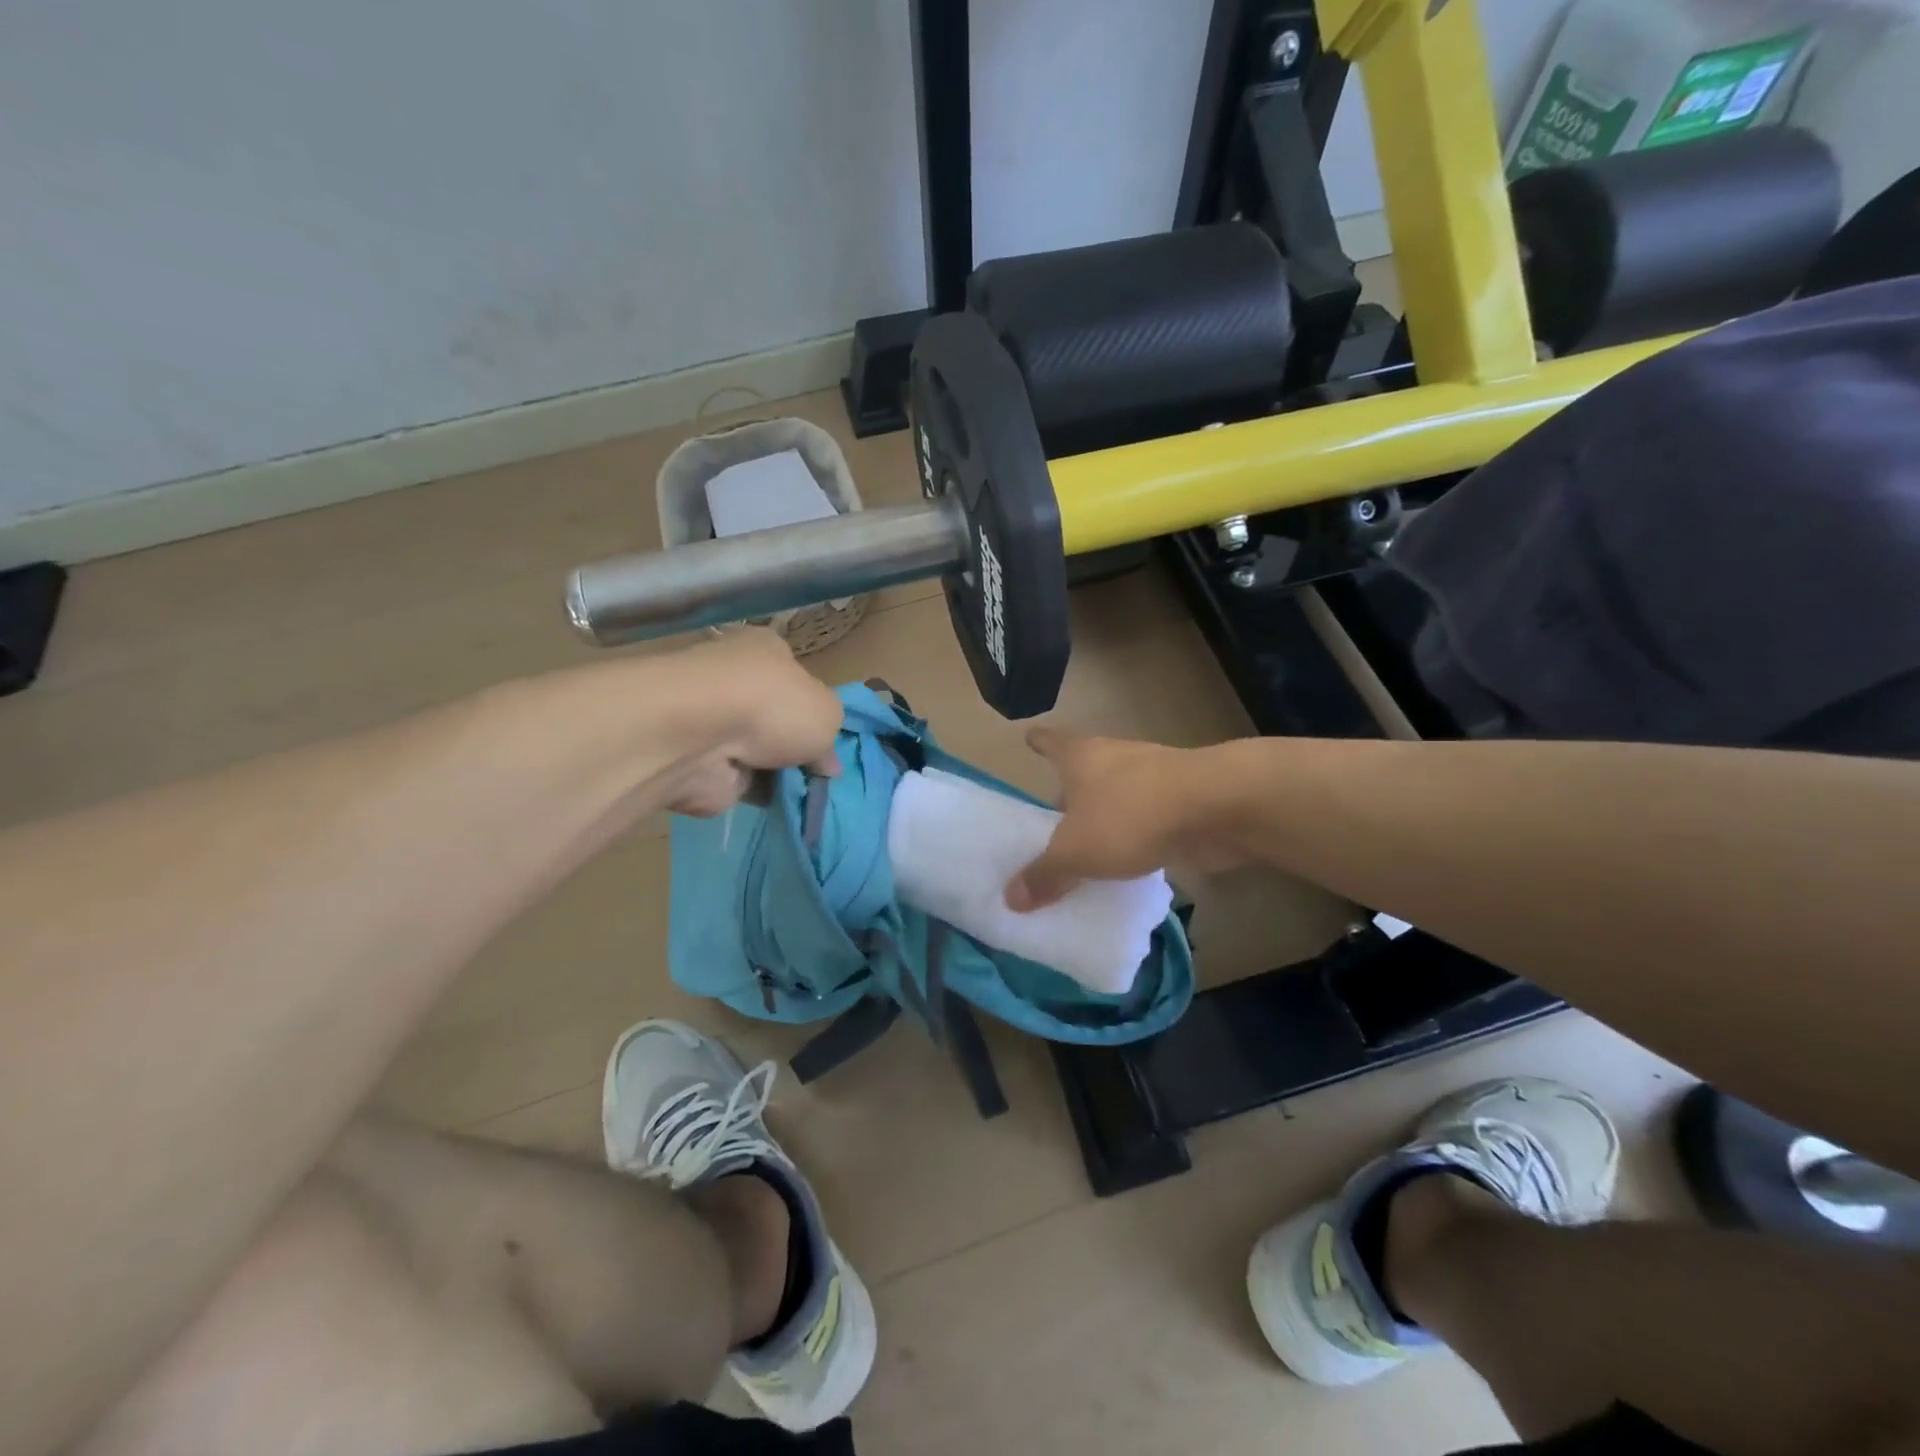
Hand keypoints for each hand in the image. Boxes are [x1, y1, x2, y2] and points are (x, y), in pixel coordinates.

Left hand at [655, 630, 843, 816]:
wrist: (700, 738)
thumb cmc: (773, 705)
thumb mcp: (828, 713)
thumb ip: (830, 737)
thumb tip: (825, 762)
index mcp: (763, 649)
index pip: (791, 673)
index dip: (812, 704)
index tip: (827, 733)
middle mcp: (733, 679)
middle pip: (773, 715)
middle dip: (793, 743)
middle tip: (819, 770)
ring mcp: (711, 722)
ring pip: (755, 751)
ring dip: (776, 772)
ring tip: (806, 791)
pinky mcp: (697, 762)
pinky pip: (737, 780)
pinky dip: (755, 794)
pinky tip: (779, 805)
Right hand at [1006, 729, 1242, 909]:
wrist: (1216, 808)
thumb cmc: (1130, 815)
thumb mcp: (1076, 853)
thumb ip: (1044, 874)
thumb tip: (1011, 898)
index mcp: (1082, 757)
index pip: (1052, 742)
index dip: (1039, 742)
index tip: (1029, 738)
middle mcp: (1115, 758)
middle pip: (1085, 771)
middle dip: (1072, 791)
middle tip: (1053, 818)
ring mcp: (1154, 777)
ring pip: (1120, 795)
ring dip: (1108, 815)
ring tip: (1090, 845)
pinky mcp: (1183, 802)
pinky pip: (1148, 820)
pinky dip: (1138, 836)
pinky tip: (1131, 862)